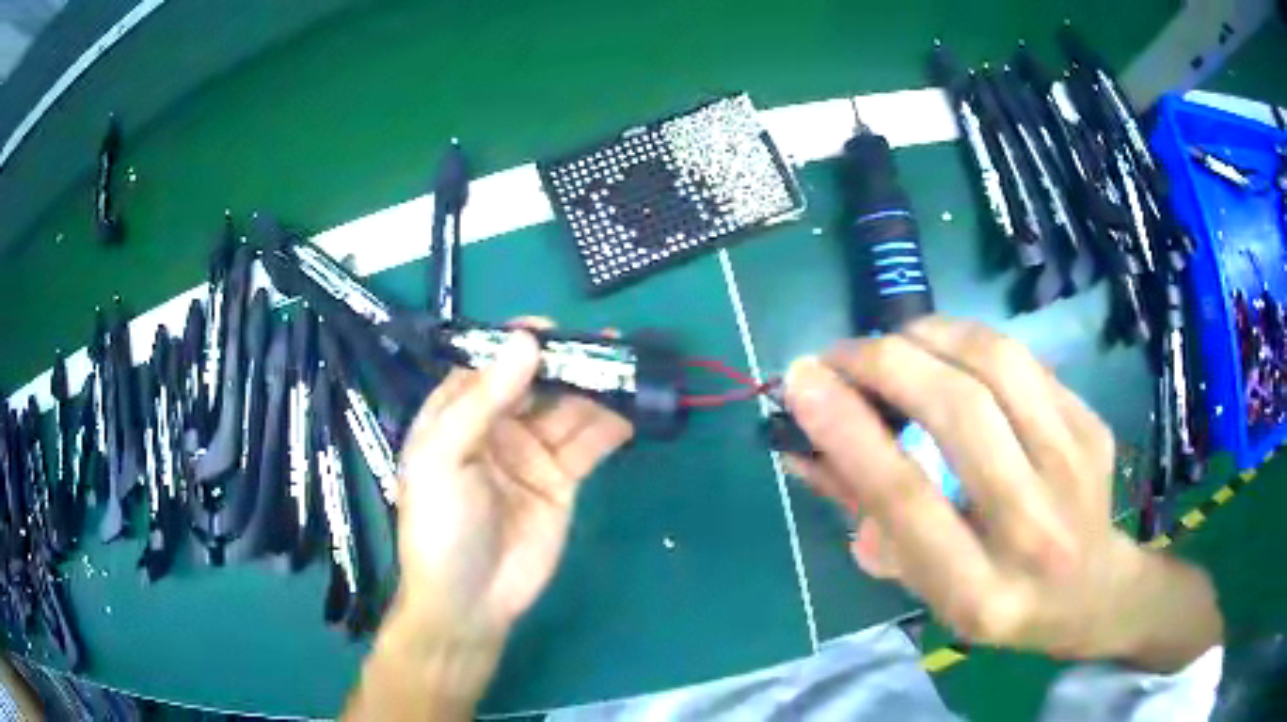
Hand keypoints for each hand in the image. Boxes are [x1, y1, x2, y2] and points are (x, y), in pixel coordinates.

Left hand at [387, 321, 633, 651]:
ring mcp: (530, 454)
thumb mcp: (445, 457)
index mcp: (456, 415)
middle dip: (567, 362)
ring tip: (628, 367)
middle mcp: (494, 427)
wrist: (470, 601)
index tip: (551, 330)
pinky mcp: (561, 481)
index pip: (488, 365)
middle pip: (535, 382)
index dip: (517, 344)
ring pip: (567, 410)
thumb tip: (526, 342)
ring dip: (596, 388)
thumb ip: (483, 399)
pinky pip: (588, 444)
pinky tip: (631, 410)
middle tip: (606, 345)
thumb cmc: (441, 525)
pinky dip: (610, 425)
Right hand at [783, 316, 1220, 671]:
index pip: (907, 498)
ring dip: (929, 335)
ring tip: (893, 342)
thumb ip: (867, 513)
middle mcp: (1035, 530)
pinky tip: (948, 354)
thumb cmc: (996, 600)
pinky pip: (1024, 360)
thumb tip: (803, 444)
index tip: (801, 380)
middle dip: (885, 363)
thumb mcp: (923, 583)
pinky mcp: (1093, 427)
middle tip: (841, 354)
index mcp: (979, 592)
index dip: (849, 430)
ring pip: (998, 364)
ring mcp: (1076, 470)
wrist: (1090, 592)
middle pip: (960, 413)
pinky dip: (970, 342)